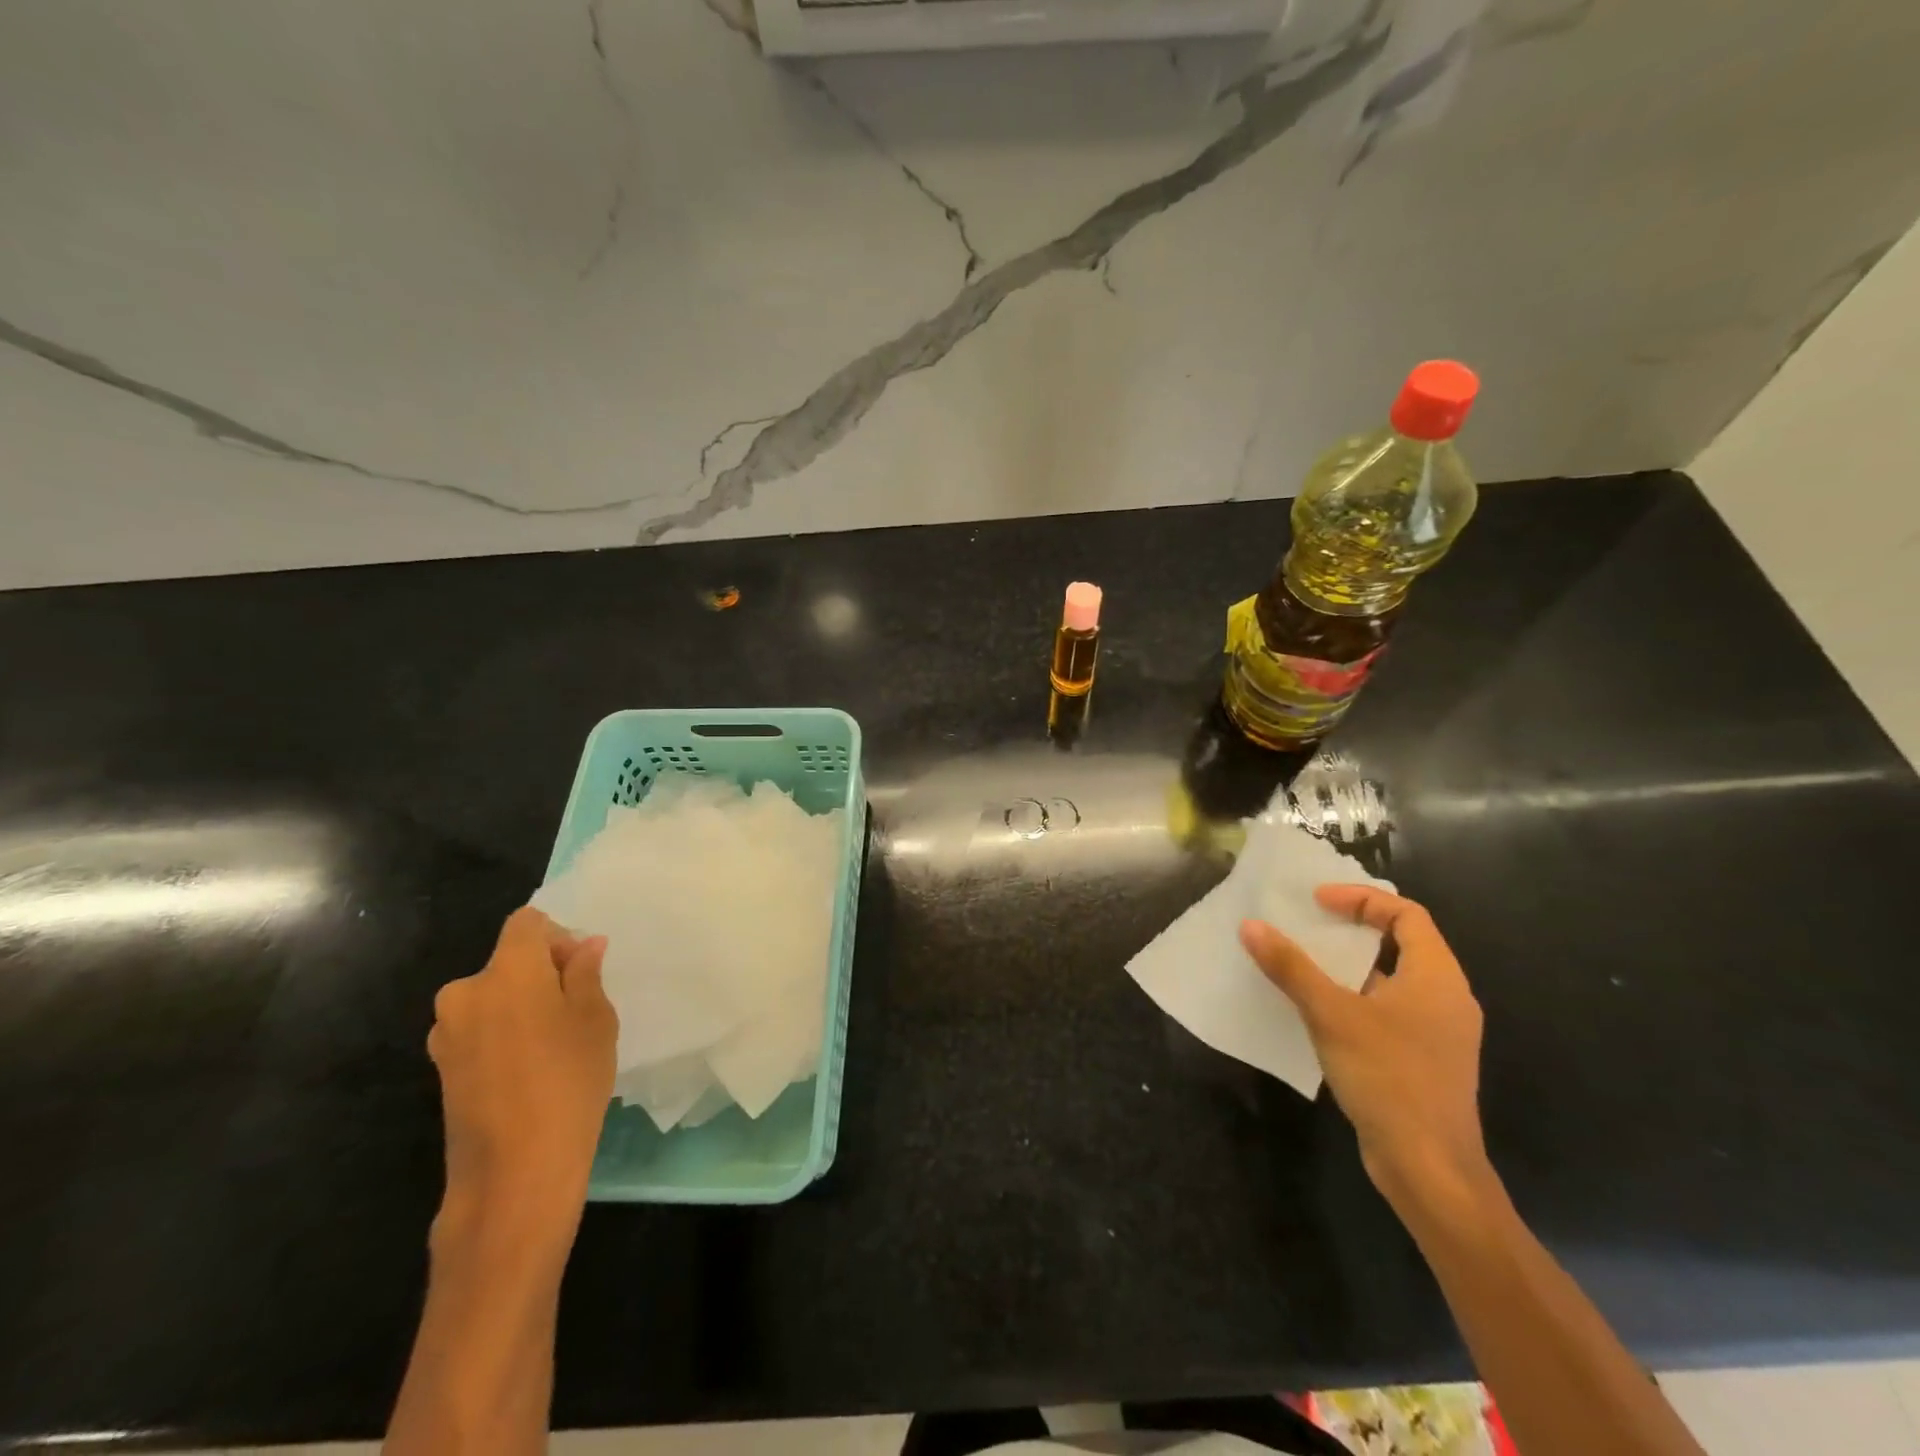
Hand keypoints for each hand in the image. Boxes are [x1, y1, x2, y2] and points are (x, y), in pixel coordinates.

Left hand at [427, 907, 616, 1247]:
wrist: (514, 1172)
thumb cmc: (569, 1081)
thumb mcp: (596, 1019)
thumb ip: (586, 974)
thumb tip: (584, 946)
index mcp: (507, 971)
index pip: (527, 923)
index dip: (557, 936)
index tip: (581, 969)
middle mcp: (466, 992)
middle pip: (508, 960)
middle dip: (543, 972)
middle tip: (577, 1007)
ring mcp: (447, 1032)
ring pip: (494, 996)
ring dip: (522, 1004)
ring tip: (555, 1043)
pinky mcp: (440, 1067)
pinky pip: (480, 1028)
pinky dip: (504, 1033)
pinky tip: (530, 1069)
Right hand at [1240, 885, 1489, 1215]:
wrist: (1430, 1170)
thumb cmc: (1389, 1078)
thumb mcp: (1331, 1014)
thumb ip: (1291, 967)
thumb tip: (1251, 926)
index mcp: (1437, 977)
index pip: (1407, 915)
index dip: (1362, 899)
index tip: (1317, 902)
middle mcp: (1445, 998)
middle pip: (1401, 943)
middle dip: (1352, 928)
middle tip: (1306, 923)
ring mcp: (1437, 1033)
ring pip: (1391, 980)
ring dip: (1348, 966)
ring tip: (1302, 961)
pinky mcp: (1422, 1061)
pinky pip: (1387, 1011)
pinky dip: (1354, 998)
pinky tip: (1317, 1011)